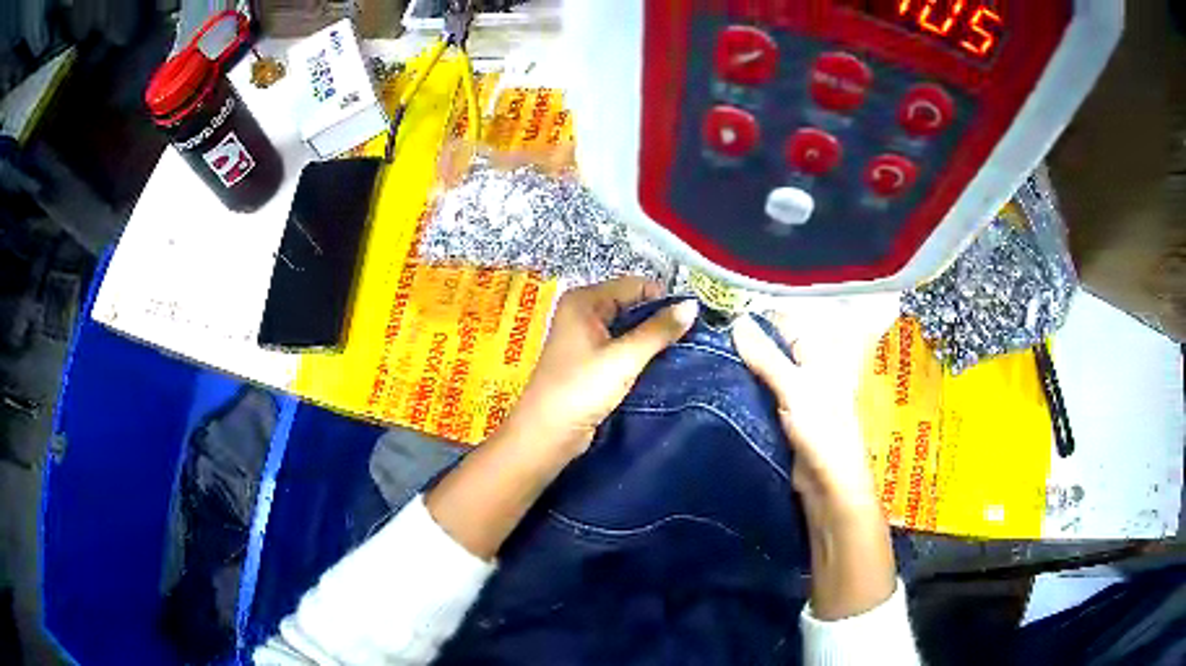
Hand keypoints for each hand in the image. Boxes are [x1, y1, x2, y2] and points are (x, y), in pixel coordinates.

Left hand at [428, 277, 696, 560]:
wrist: (547, 434)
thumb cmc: (581, 389)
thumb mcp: (624, 357)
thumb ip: (659, 330)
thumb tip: (693, 306)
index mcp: (584, 300)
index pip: (634, 285)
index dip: (664, 299)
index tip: (695, 318)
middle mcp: (583, 312)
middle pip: (632, 305)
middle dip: (659, 319)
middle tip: (694, 336)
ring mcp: (585, 337)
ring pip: (628, 328)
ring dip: (652, 338)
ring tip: (684, 350)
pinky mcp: (590, 362)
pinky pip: (622, 348)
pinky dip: (640, 353)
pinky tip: (662, 364)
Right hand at [732, 295, 899, 620]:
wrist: (829, 488)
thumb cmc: (823, 434)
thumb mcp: (795, 390)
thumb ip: (767, 356)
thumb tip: (736, 320)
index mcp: (816, 355)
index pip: (782, 322)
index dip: (754, 316)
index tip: (717, 314)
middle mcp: (805, 370)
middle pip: (769, 346)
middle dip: (741, 341)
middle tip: (701, 337)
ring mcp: (792, 395)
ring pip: (761, 371)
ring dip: (738, 367)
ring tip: (700, 357)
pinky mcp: (780, 419)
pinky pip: (757, 396)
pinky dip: (739, 390)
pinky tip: (714, 387)